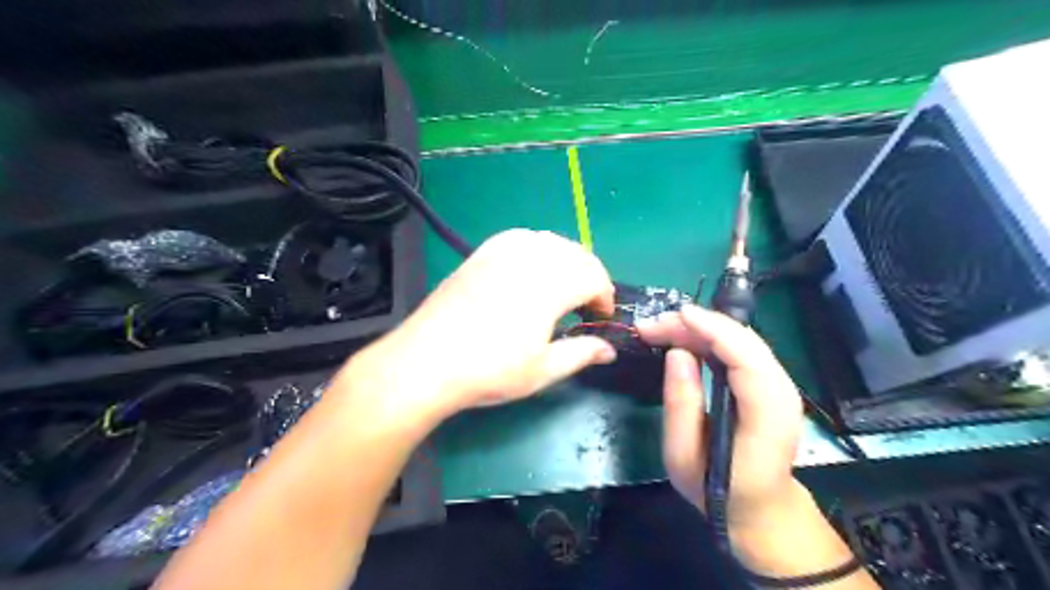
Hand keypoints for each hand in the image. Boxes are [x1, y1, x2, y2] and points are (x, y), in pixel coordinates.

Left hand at [339, 228, 616, 427]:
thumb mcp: (543, 370)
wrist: (427, 360)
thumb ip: (581, 353)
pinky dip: (537, 249)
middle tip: (586, 305)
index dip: (604, 296)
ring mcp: (502, 251)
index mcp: (551, 285)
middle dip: (590, 276)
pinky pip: (521, 238)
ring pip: (550, 241)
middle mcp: (530, 258)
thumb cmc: (490, 370)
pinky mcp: (481, 253)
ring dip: (566, 260)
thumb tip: (609, 350)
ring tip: (562, 287)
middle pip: (576, 254)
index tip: (601, 318)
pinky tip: (531, 269)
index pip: (594, 277)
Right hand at [640, 306, 805, 532]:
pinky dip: (709, 339)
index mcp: (767, 415)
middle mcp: (782, 392)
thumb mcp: (684, 456)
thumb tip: (677, 353)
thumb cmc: (718, 490)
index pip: (746, 357)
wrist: (760, 509)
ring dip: (700, 329)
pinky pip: (739, 350)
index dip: (713, 329)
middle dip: (697, 325)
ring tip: (660, 330)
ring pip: (741, 341)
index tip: (677, 315)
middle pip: (743, 341)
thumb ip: (681, 404)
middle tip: (652, 326)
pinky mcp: (768, 384)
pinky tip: (683, 340)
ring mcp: (779, 386)